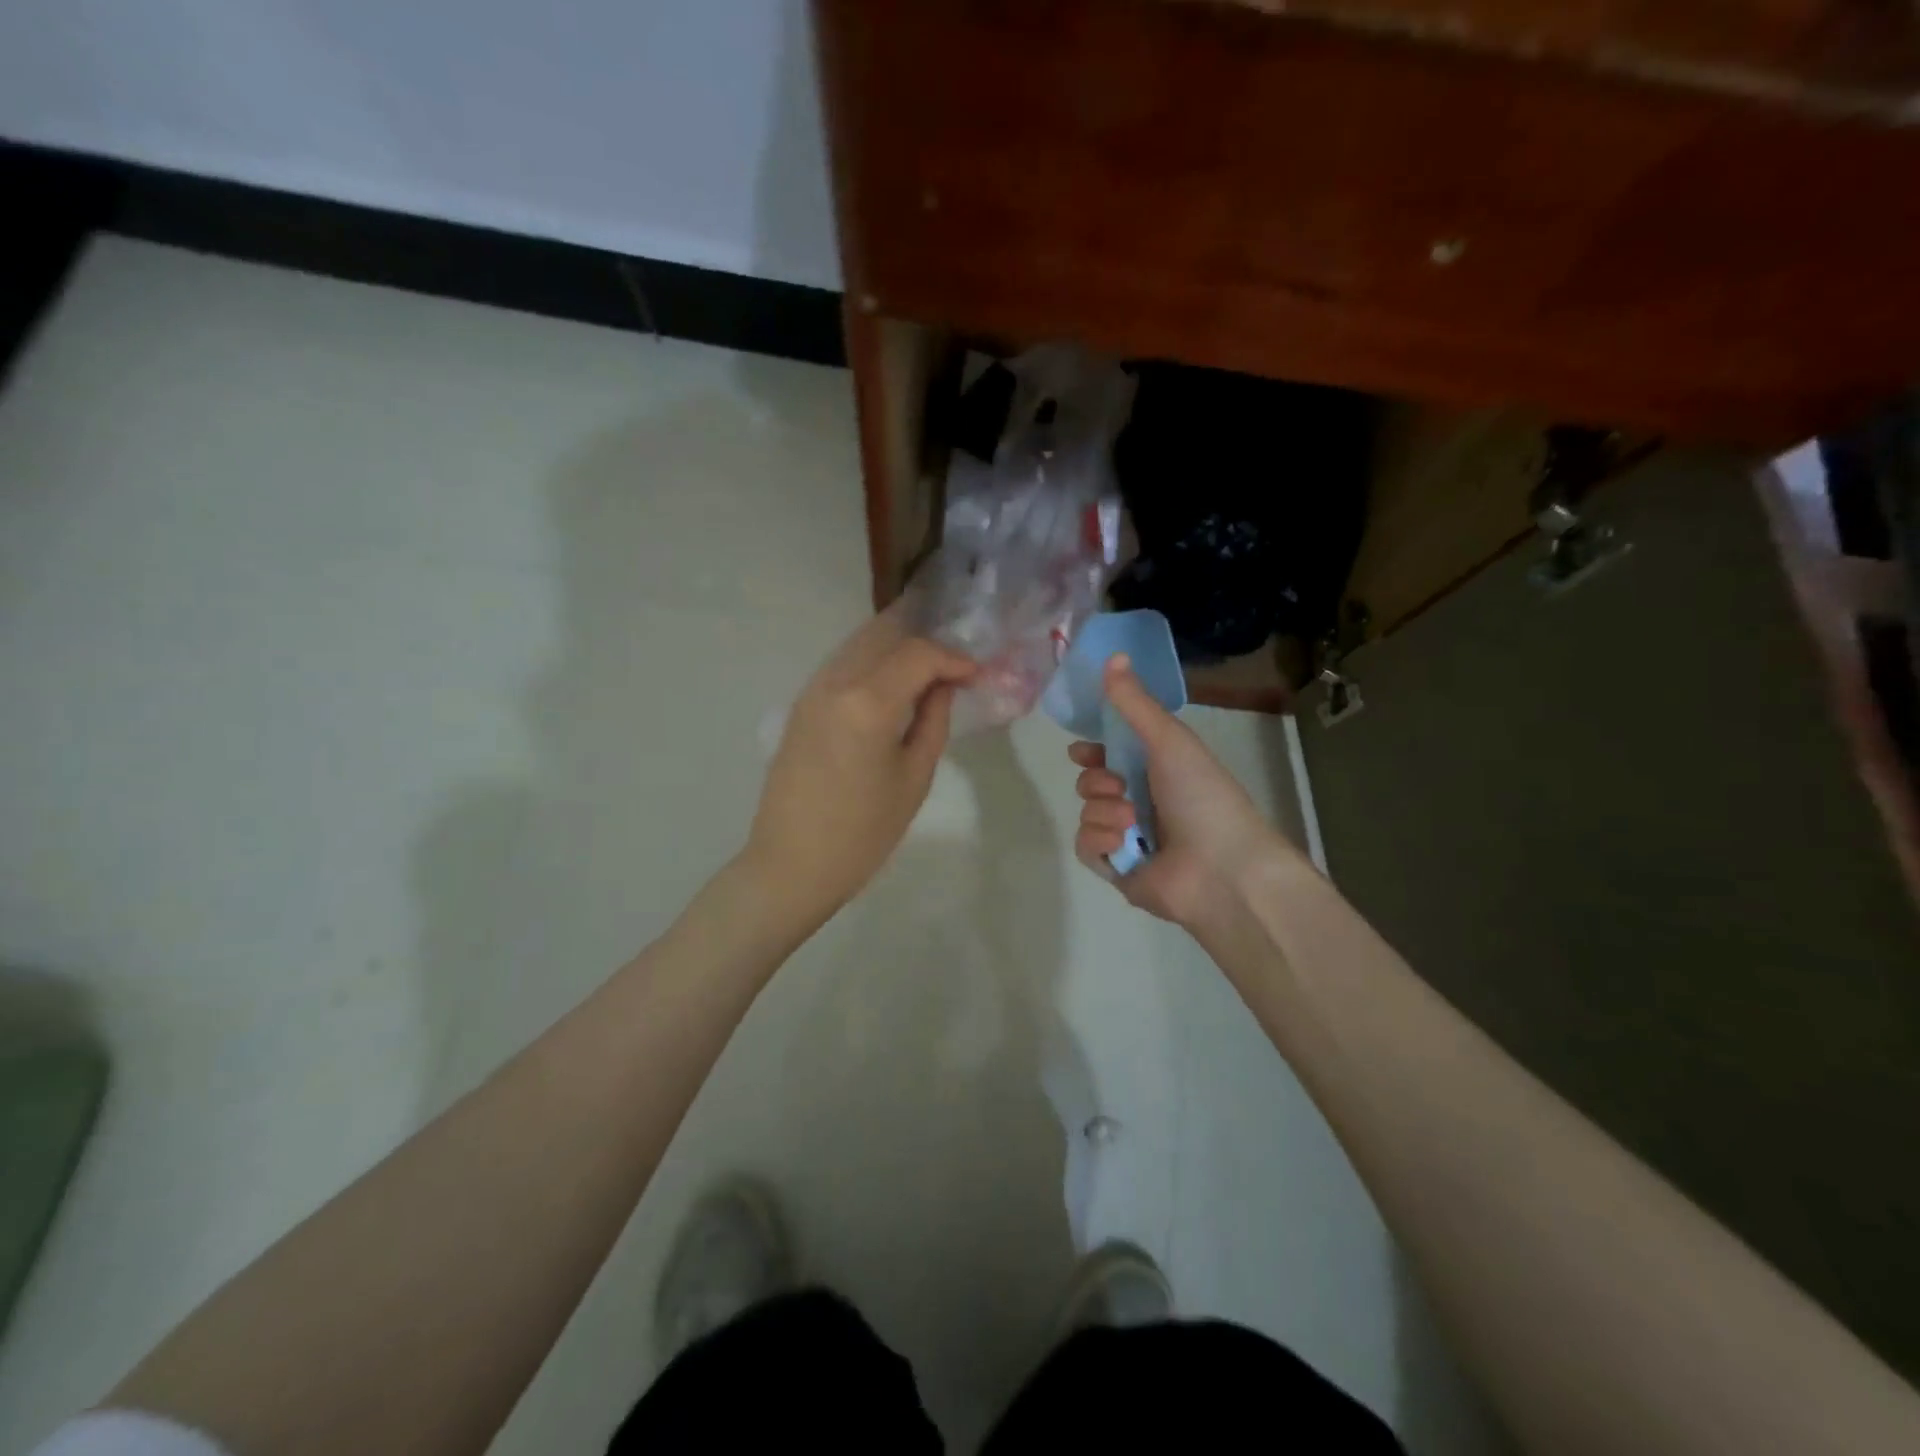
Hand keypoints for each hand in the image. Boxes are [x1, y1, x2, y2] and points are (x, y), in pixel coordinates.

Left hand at [744, 607, 974, 934]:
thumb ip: (933, 721)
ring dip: (897, 649)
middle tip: (954, 667)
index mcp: (869, 702)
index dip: (953, 659)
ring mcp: (812, 690)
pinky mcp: (800, 705)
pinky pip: (842, 665)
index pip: (918, 654)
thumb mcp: (914, 778)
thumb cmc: (863, 832)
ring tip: (928, 672)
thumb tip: (944, 686)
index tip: (975, 676)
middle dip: (925, 644)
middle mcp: (836, 682)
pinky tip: (891, 684)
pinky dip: (872, 662)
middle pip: (886, 637)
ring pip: (860, 645)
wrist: (793, 863)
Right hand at [1069, 654, 1294, 929]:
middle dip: (1098, 780)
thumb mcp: (1169, 739)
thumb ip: (1134, 702)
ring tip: (1132, 822)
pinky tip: (1123, 844)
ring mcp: (1128, 838)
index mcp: (1159, 771)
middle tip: (1120, 785)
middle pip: (1091, 782)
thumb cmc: (1202, 795)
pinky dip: (1101, 841)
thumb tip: (1112, 655)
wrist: (1221, 867)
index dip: (1092, 750)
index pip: (1111, 754)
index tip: (1080, 749)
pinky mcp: (1116, 869)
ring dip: (1105, 811)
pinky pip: (1086, 846)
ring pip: (1087, 812)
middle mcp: (1142, 802)